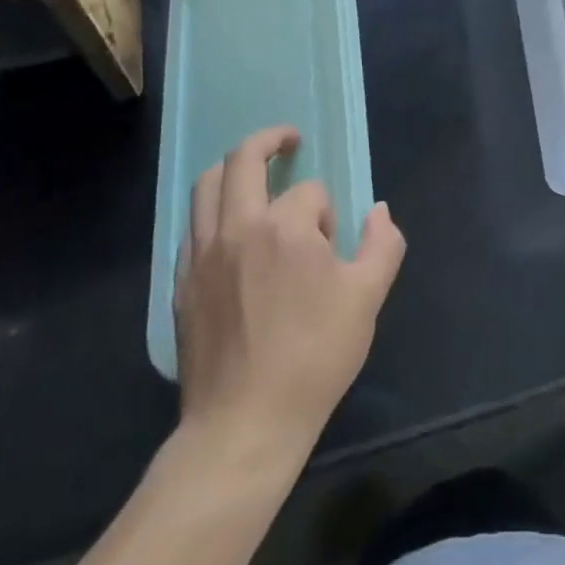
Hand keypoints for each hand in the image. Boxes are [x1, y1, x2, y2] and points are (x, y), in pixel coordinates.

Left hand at [174, 127, 405, 464]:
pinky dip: (212, 210)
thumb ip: (382, 245)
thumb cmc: (313, 359)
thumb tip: (379, 210)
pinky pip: (192, 226)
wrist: (244, 425)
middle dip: (270, 140)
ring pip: (206, 186)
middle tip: (288, 139)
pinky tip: (229, 228)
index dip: (326, 212)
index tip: (331, 248)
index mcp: (286, 228)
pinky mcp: (182, 283)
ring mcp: (203, 254)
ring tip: (254, 172)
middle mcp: (238, 228)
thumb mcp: (367, 301)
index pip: (310, 192)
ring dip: (232, 168)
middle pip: (244, 159)